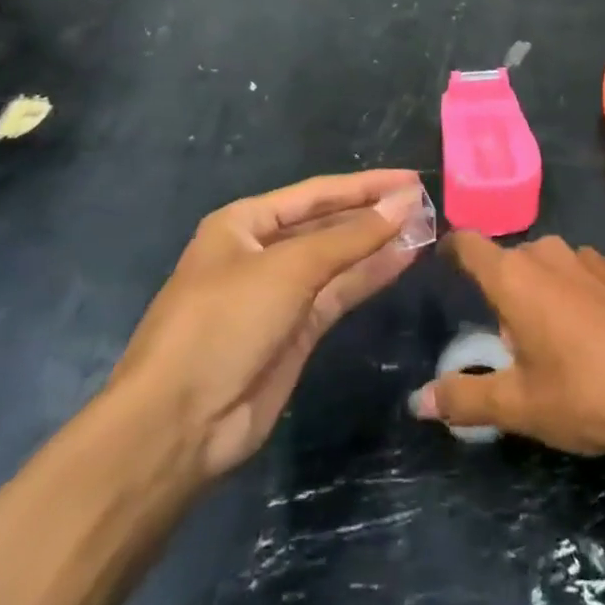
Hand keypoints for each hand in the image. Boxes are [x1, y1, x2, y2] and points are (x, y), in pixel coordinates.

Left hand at [113, 170, 424, 483]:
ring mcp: (280, 294)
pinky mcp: (296, 333)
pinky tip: (404, 259)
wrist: (178, 426)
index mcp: (245, 223)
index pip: (316, 193)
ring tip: (426, 227)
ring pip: (338, 260)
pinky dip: (370, 276)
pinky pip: (339, 294)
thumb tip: (404, 202)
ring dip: (378, 244)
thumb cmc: (223, 323)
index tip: (411, 179)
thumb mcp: (288, 269)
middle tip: (426, 204)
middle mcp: (262, 252)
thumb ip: (351, 237)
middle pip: (328, 224)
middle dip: (373, 213)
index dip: (365, 185)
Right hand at [411, 233, 604, 475]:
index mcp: (513, 276)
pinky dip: (578, 295)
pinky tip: (597, 336)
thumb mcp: (518, 406)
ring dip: (543, 292)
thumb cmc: (585, 394)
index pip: (469, 244)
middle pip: (511, 262)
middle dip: (504, 292)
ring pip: (550, 267)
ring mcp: (589, 257)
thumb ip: (465, 398)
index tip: (444, 261)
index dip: (453, 248)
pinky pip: (584, 275)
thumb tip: (419, 401)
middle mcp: (547, 253)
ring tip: (557, 342)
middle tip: (511, 342)